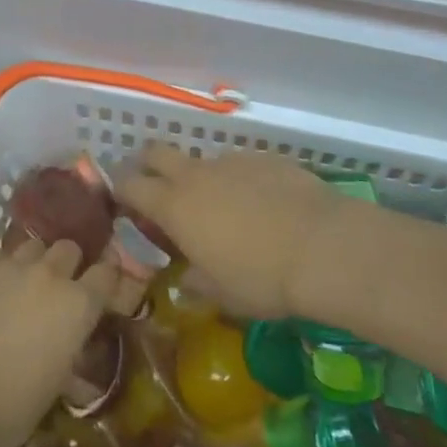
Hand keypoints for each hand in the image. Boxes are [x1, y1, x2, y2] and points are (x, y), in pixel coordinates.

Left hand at [0, 240, 116, 446]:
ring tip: (20, 286)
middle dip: (66, 265)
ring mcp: (8, 267)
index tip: (99, 292)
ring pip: (31, 247)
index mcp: (77, 306)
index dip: (104, 281)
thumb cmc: (8, 412)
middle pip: (68, 249)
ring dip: (32, 263)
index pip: (107, 274)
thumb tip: (68, 347)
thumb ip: (67, 351)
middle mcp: (48, 275)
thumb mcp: (54, 385)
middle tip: (55, 290)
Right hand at [116, 148, 353, 319]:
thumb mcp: (222, 294)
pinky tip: (264, 206)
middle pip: (156, 152)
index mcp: (174, 206)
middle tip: (159, 190)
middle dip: (149, 165)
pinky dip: (241, 181)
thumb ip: (195, 282)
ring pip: (202, 161)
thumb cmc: (262, 278)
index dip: (122, 191)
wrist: (324, 246)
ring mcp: (231, 161)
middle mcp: (196, 175)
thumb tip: (185, 278)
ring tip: (225, 210)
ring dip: (202, 179)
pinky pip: (241, 166)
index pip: (130, 185)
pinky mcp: (265, 157)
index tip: (125, 204)